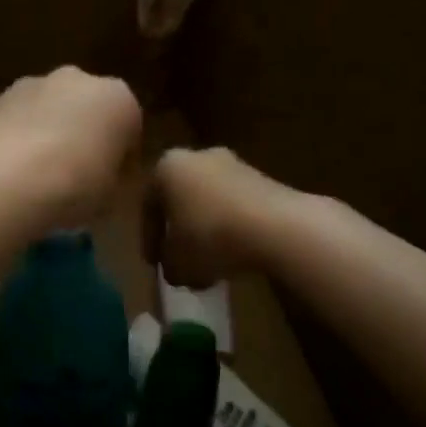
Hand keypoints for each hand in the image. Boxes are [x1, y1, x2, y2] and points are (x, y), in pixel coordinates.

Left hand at [0, 68, 141, 231]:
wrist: (2, 178)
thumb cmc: (74, 187)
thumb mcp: (112, 200)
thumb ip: (115, 185)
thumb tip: (107, 186)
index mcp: (119, 99)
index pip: (130, 130)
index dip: (122, 163)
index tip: (111, 191)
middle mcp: (77, 79)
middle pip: (87, 112)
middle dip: (83, 140)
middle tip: (75, 182)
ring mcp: (31, 84)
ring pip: (48, 113)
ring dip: (47, 138)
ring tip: (37, 182)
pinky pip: (16, 123)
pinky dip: (15, 142)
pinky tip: (8, 175)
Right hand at [150, 147, 284, 288]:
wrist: (277, 226)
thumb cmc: (211, 237)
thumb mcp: (178, 263)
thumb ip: (170, 266)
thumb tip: (174, 270)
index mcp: (167, 167)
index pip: (148, 206)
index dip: (150, 239)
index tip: (156, 265)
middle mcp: (197, 156)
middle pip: (181, 200)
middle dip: (180, 231)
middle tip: (181, 260)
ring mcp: (235, 164)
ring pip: (211, 202)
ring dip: (208, 230)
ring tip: (212, 263)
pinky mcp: (265, 178)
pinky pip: (238, 206)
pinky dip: (233, 228)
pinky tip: (237, 254)